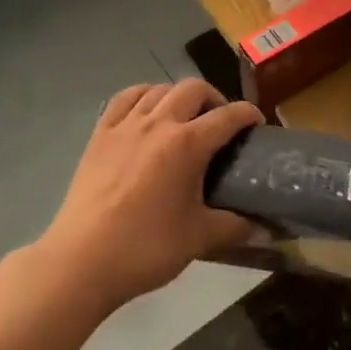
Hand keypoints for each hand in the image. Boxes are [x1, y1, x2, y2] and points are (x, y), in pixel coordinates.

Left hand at [38, 79, 262, 311]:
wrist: (81, 261)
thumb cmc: (146, 248)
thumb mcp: (199, 238)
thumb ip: (236, 227)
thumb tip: (268, 231)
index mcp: (188, 144)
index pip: (228, 116)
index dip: (248, 115)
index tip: (257, 125)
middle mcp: (158, 123)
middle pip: (193, 89)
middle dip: (214, 98)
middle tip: (220, 124)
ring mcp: (124, 126)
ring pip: (158, 89)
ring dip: (178, 96)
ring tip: (184, 117)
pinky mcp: (99, 135)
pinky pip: (124, 99)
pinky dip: (142, 96)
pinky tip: (146, 112)